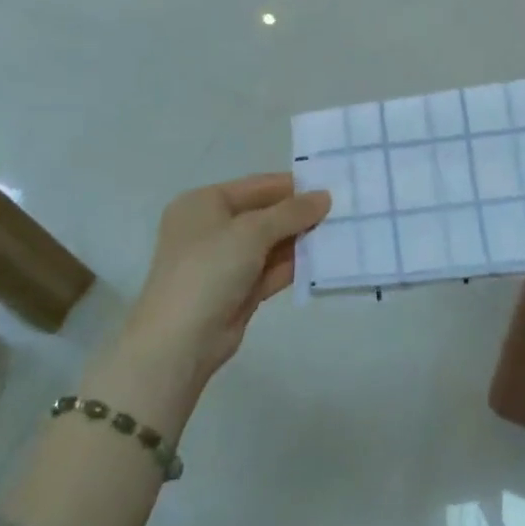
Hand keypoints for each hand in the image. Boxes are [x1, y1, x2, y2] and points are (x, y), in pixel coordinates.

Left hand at [114, 173, 330, 381]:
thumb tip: (325, 197)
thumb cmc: (209, 270)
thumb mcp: (252, 231)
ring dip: (302, 240)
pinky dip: (295, 265)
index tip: (332, 184)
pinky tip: (326, 260)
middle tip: (344, 209)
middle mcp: (212, 228)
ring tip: (342, 232)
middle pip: (265, 214)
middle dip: (300, 214)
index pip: (256, 186)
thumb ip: (291, 212)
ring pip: (270, 244)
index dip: (292, 185)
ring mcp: (224, 262)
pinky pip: (271, 270)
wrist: (179, 341)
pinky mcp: (238, 291)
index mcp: (203, 203)